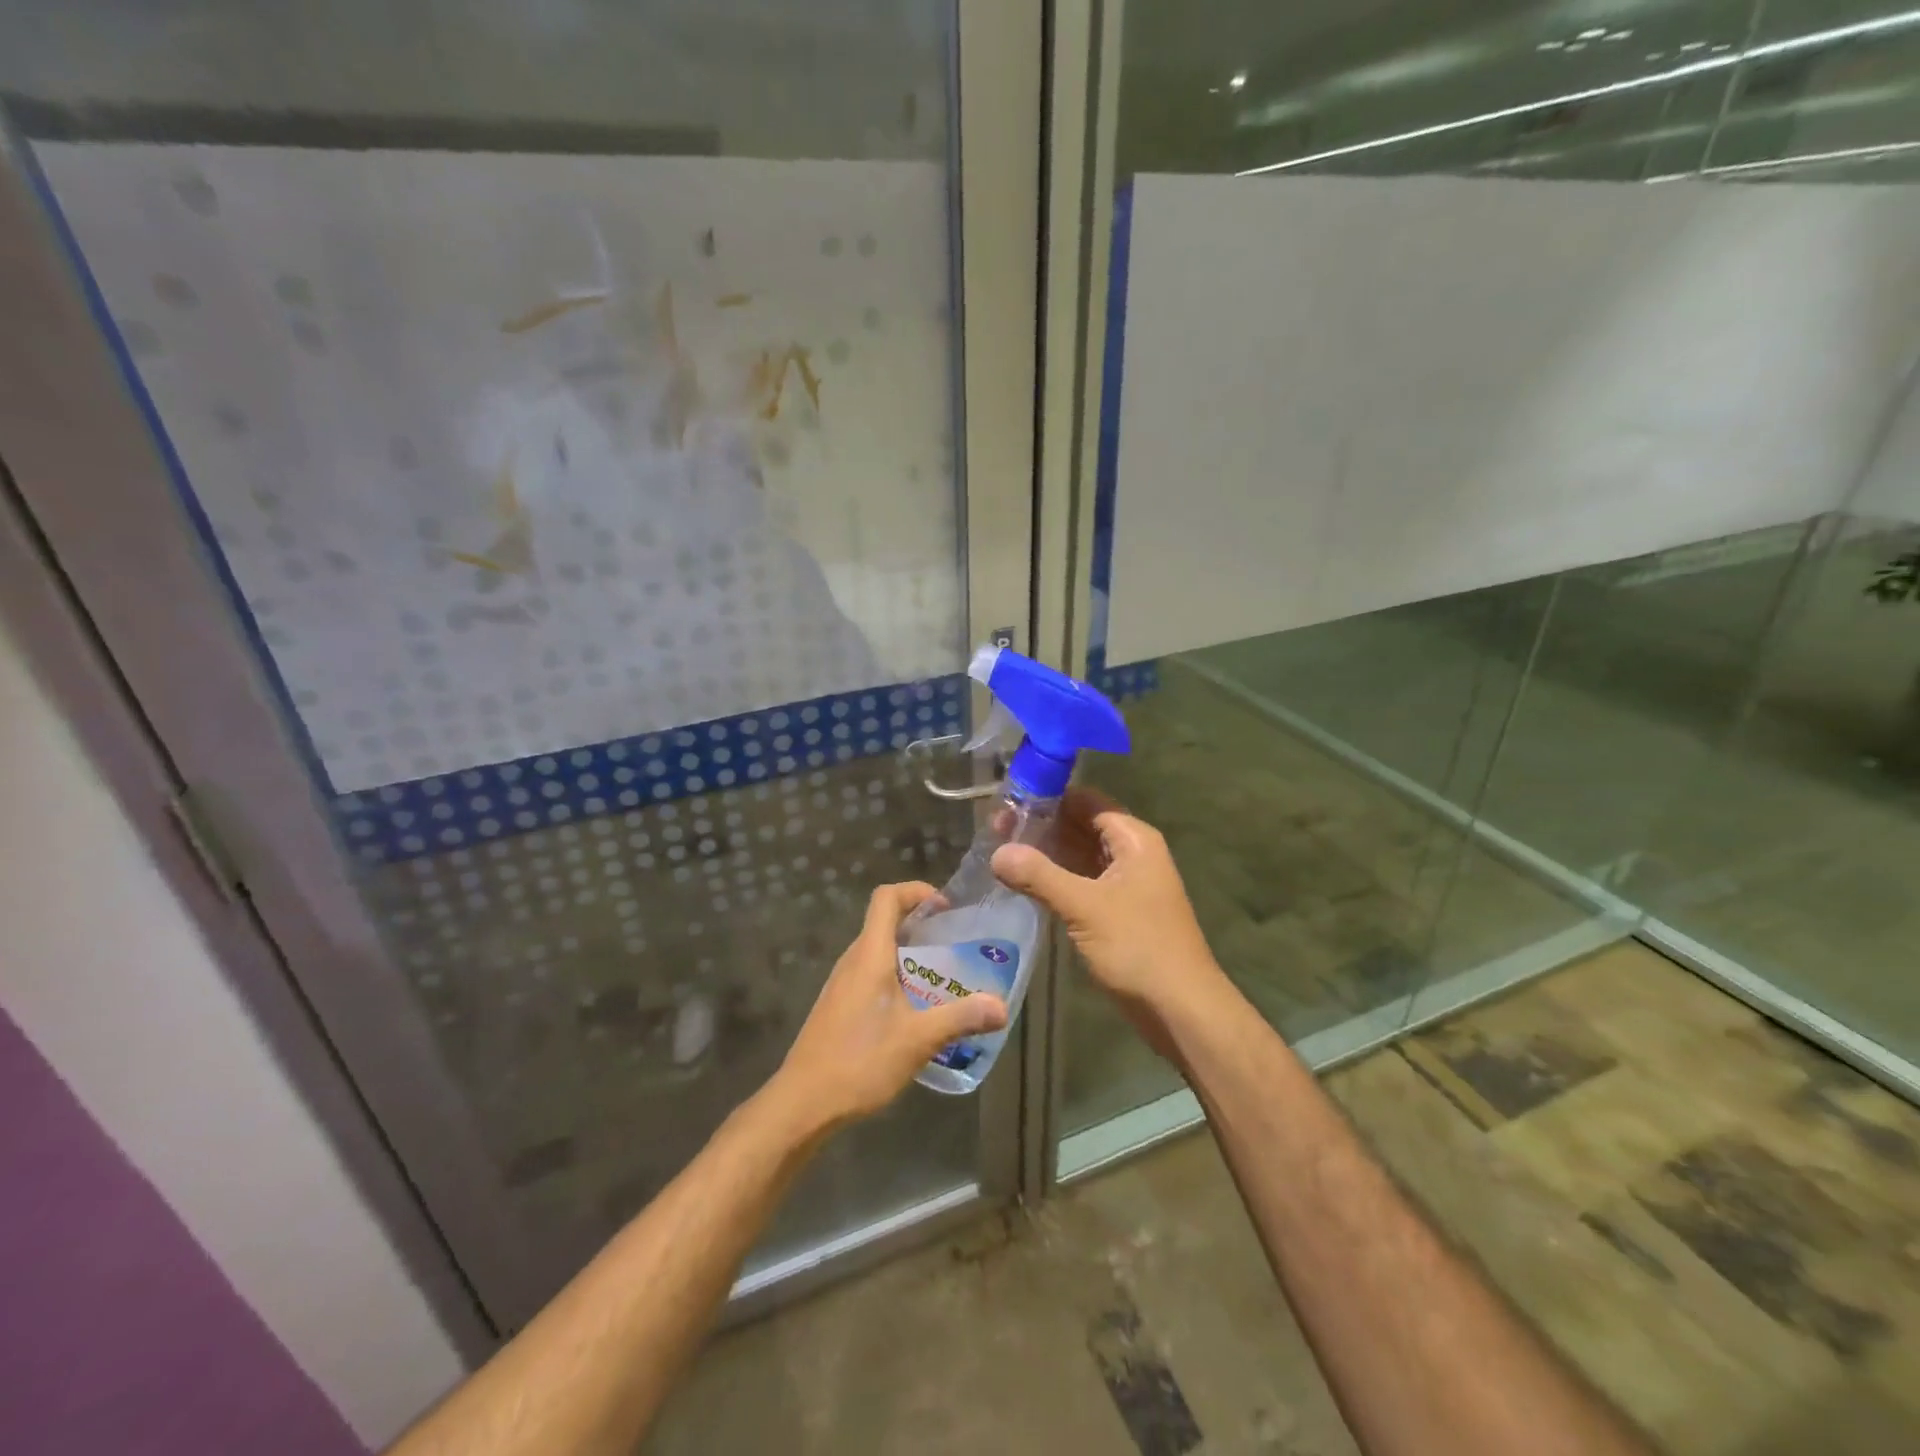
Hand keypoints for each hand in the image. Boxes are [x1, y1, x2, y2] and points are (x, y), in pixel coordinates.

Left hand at [771, 882, 1007, 1134]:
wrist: (803, 1104)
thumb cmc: (860, 1061)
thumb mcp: (918, 1040)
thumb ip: (960, 1018)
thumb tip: (1001, 1007)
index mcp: (869, 954)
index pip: (886, 897)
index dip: (916, 891)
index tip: (945, 909)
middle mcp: (853, 960)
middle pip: (885, 922)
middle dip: (922, 926)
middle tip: (957, 946)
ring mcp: (842, 984)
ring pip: (879, 952)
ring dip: (910, 955)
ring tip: (944, 979)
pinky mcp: (839, 1007)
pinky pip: (871, 976)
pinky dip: (897, 978)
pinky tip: (917, 1012)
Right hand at [991, 799, 1229, 1058]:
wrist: (1180, 1009)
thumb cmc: (1138, 947)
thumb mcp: (1084, 906)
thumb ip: (1039, 875)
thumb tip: (997, 852)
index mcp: (1133, 840)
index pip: (1085, 801)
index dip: (1048, 797)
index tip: (1007, 801)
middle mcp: (1131, 854)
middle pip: (1081, 826)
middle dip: (1041, 826)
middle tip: (994, 829)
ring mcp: (1125, 885)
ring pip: (1079, 856)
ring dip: (1045, 854)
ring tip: (1000, 851)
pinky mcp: (1117, 912)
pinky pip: (1081, 883)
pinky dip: (1054, 880)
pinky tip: (1022, 883)